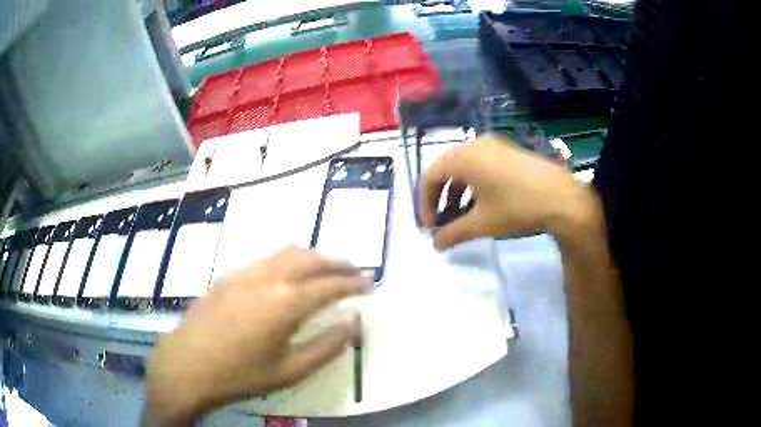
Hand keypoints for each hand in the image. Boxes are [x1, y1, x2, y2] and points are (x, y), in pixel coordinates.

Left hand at [144, 245, 369, 424]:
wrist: (188, 364)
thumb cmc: (241, 374)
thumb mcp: (290, 370)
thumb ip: (327, 346)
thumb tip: (353, 324)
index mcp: (285, 303)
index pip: (330, 285)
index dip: (354, 283)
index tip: (370, 285)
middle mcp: (268, 278)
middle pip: (311, 258)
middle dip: (338, 262)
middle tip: (355, 272)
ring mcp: (245, 272)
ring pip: (288, 252)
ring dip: (313, 257)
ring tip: (326, 270)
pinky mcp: (229, 275)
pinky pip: (267, 259)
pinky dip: (288, 261)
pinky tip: (288, 277)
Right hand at [422, 136, 597, 248]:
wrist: (561, 198)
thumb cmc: (516, 207)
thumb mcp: (482, 223)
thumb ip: (453, 233)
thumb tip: (435, 245)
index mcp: (463, 157)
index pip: (430, 176)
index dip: (425, 203)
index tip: (430, 226)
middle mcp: (475, 145)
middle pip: (446, 169)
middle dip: (440, 198)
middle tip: (442, 221)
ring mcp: (494, 145)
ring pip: (465, 168)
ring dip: (457, 192)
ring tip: (461, 217)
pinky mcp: (508, 151)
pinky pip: (481, 165)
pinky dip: (474, 184)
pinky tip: (481, 205)